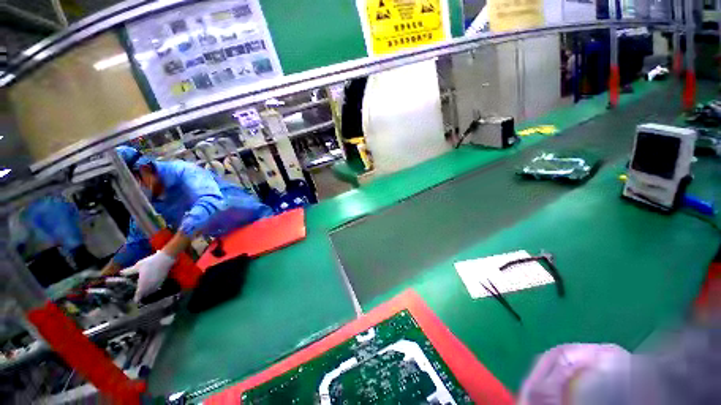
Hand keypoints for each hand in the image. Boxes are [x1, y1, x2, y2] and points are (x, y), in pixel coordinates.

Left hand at [121, 251, 175, 301]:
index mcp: (142, 284)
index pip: (139, 295)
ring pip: (152, 292)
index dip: (136, 298)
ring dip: (148, 292)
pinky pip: (156, 288)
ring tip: (145, 290)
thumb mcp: (138, 266)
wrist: (165, 259)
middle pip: (145, 294)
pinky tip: (152, 285)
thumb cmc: (150, 263)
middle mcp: (150, 286)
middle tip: (138, 295)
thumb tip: (120, 273)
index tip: (134, 300)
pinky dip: (153, 288)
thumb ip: (129, 271)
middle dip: (142, 295)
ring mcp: (157, 284)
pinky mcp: (162, 281)